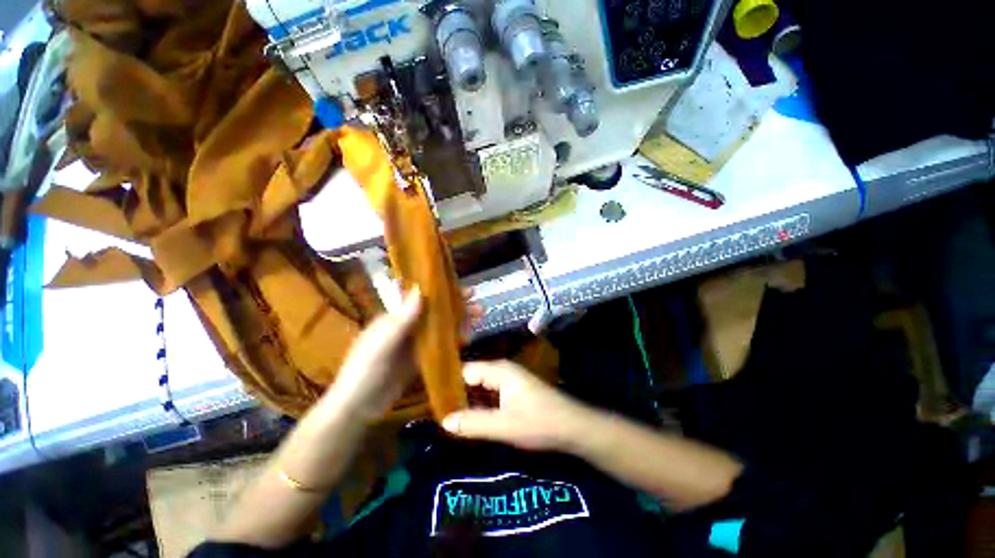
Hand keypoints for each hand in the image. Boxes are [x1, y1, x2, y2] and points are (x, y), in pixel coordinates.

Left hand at [325, 289, 483, 420]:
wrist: (357, 408)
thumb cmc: (364, 371)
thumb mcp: (381, 344)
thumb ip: (401, 320)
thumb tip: (420, 290)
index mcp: (397, 317)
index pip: (425, 299)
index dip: (445, 293)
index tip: (466, 290)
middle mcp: (408, 326)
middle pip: (437, 312)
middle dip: (459, 307)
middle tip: (479, 307)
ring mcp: (415, 343)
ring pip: (441, 327)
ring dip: (459, 322)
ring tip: (478, 320)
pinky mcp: (419, 359)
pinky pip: (439, 345)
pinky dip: (453, 340)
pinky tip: (467, 339)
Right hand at [442, 361, 592, 451]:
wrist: (571, 426)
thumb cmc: (538, 422)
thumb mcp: (503, 426)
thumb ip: (473, 423)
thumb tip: (444, 421)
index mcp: (498, 370)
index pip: (465, 371)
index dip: (448, 385)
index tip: (432, 401)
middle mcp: (502, 369)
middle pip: (472, 377)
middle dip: (456, 394)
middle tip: (437, 412)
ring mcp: (509, 379)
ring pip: (481, 386)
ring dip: (468, 400)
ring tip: (448, 416)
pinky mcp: (514, 390)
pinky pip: (490, 393)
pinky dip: (480, 403)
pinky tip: (471, 418)